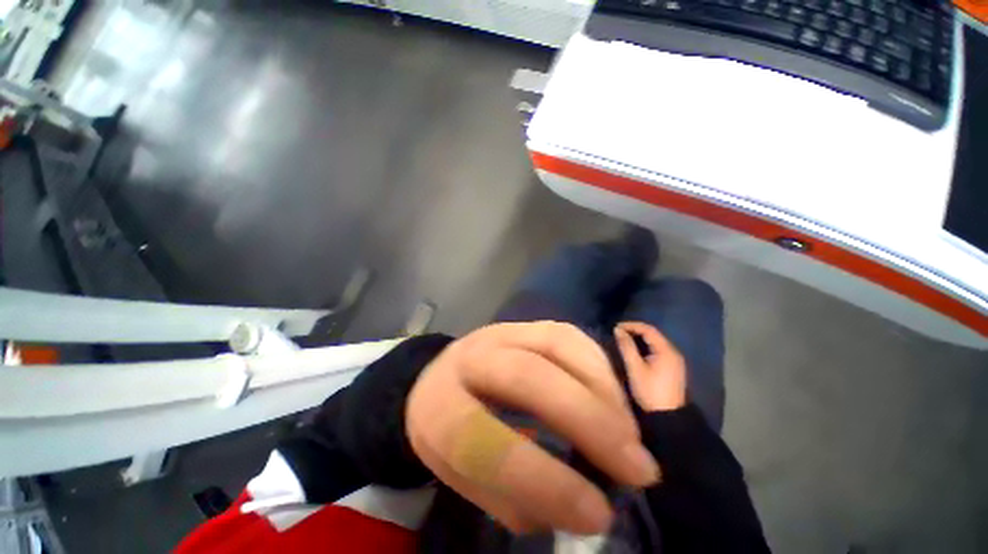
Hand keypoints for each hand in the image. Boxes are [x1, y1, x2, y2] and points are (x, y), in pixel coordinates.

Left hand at [405, 321, 660, 534]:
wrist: (446, 376)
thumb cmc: (452, 430)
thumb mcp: (463, 474)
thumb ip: (512, 495)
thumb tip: (581, 508)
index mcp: (439, 404)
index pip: (481, 438)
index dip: (541, 479)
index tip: (597, 514)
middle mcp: (470, 357)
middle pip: (526, 376)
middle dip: (586, 421)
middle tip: (636, 468)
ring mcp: (501, 332)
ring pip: (555, 344)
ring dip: (602, 391)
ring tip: (630, 435)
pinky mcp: (525, 324)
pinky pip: (568, 334)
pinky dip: (598, 367)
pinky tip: (614, 399)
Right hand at [614, 322, 686, 412]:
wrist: (668, 416)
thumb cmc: (650, 390)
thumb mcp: (635, 368)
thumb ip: (626, 347)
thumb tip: (618, 330)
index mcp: (666, 350)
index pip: (648, 330)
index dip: (631, 325)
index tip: (616, 328)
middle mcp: (673, 352)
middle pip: (654, 334)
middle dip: (635, 330)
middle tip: (619, 333)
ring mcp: (675, 361)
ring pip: (656, 342)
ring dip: (640, 338)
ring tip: (625, 339)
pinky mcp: (673, 368)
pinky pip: (659, 350)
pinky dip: (646, 346)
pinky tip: (637, 351)